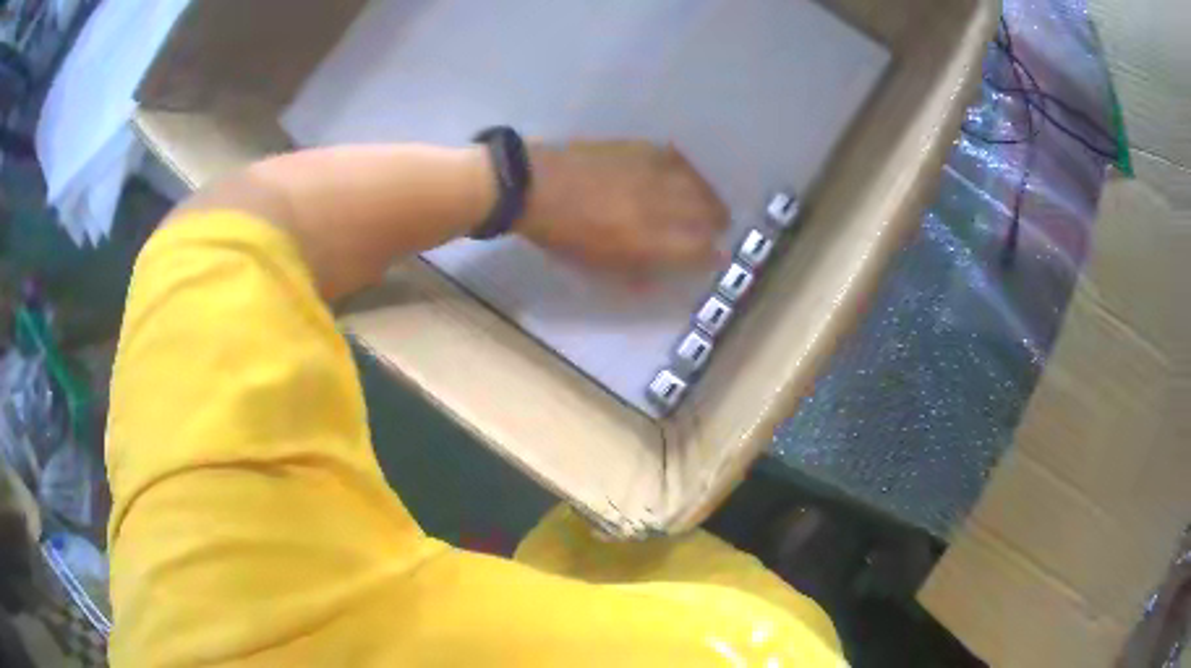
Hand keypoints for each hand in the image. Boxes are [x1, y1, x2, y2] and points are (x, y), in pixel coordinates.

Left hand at [516, 141, 728, 271]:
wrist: (533, 186)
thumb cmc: (561, 235)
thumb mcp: (597, 266)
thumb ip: (635, 271)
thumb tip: (662, 274)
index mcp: (646, 240)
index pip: (696, 249)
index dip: (711, 255)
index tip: (716, 257)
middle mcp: (657, 205)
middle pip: (705, 213)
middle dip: (717, 222)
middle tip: (720, 226)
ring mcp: (650, 173)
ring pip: (696, 184)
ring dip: (709, 196)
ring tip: (710, 202)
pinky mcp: (638, 148)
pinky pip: (676, 159)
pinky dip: (687, 170)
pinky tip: (686, 174)